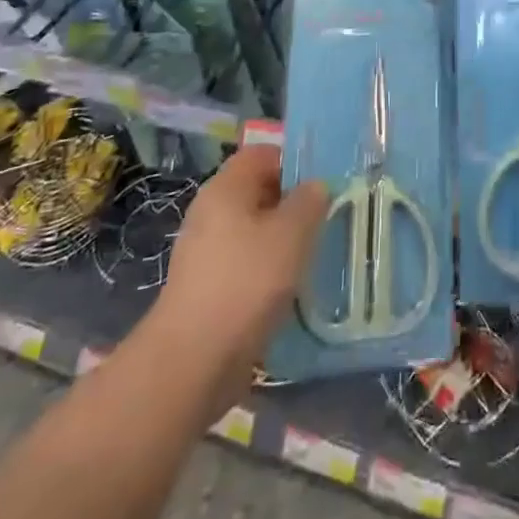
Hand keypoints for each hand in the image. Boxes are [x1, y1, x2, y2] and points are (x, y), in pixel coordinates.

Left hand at [155, 144, 326, 399]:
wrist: (191, 364)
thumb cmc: (246, 282)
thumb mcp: (292, 232)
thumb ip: (310, 200)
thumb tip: (316, 187)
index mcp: (226, 187)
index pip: (262, 154)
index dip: (294, 163)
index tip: (323, 184)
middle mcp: (211, 212)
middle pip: (259, 193)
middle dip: (293, 204)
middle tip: (326, 219)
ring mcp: (205, 253)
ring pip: (254, 233)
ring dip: (283, 243)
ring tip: (314, 257)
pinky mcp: (207, 291)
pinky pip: (245, 267)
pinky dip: (268, 274)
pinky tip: (291, 293)